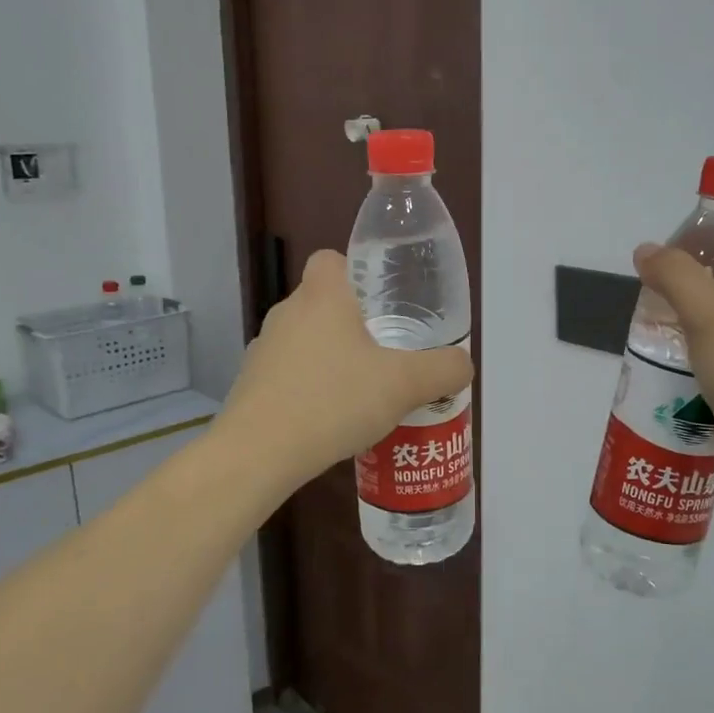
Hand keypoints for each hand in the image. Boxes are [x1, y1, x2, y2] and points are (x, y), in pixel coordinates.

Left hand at [222, 249, 472, 486]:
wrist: (259, 453)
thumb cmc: (333, 401)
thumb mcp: (404, 384)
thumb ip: (443, 370)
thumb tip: (462, 363)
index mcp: (322, 297)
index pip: (331, 259)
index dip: (356, 272)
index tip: (381, 302)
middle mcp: (287, 313)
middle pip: (322, 302)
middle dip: (352, 322)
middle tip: (386, 351)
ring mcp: (264, 349)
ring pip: (306, 340)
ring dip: (331, 358)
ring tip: (362, 391)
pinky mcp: (251, 385)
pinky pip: (290, 373)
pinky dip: (310, 387)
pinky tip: (332, 419)